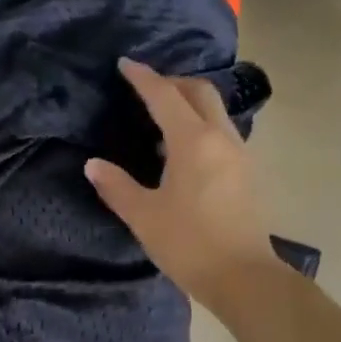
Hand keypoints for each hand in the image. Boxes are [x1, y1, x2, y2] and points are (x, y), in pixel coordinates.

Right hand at [86, 58, 277, 312]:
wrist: (244, 277)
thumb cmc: (189, 244)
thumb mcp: (144, 216)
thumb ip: (116, 186)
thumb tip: (93, 164)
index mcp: (192, 141)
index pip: (164, 96)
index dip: (143, 77)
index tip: (125, 64)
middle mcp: (220, 137)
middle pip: (199, 92)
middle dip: (172, 82)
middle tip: (146, 88)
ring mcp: (239, 153)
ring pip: (215, 111)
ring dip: (189, 103)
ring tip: (162, 118)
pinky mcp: (247, 172)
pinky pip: (222, 132)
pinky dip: (201, 125)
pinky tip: (183, 149)